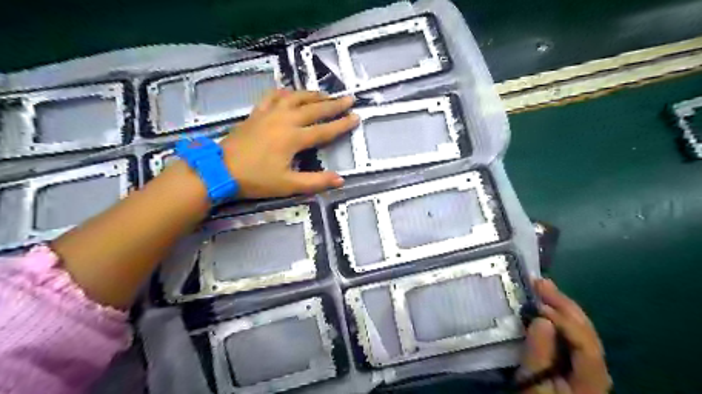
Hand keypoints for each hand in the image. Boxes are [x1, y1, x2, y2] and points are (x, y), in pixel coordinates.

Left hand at [220, 89, 361, 198]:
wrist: (220, 170)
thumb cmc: (256, 179)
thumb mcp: (288, 185)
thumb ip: (315, 182)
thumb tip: (341, 179)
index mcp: (294, 138)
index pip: (325, 129)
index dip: (342, 124)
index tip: (357, 117)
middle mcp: (285, 120)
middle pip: (314, 108)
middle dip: (334, 104)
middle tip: (349, 98)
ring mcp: (269, 114)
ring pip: (295, 98)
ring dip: (312, 94)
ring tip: (325, 94)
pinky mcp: (257, 113)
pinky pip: (272, 96)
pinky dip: (284, 92)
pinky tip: (289, 92)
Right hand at [517, 279, 612, 392]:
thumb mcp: (533, 385)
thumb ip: (538, 355)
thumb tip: (542, 319)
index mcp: (591, 378)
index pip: (585, 344)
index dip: (564, 322)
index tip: (538, 307)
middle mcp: (596, 367)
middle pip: (586, 330)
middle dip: (562, 303)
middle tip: (539, 282)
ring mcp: (588, 361)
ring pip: (580, 327)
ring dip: (560, 304)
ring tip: (541, 285)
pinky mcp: (575, 357)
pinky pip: (570, 331)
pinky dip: (557, 313)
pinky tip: (545, 302)